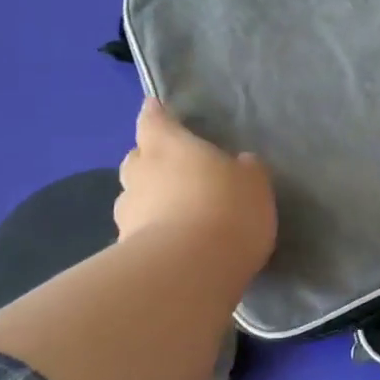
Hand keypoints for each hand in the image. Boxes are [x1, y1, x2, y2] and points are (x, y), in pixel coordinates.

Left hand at [116, 99, 277, 274]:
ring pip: (133, 198)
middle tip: (171, 170)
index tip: (154, 108)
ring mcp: (128, 214)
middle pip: (137, 159)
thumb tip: (238, 164)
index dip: (155, 114)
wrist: (190, 271)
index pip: (154, 121)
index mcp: (169, 146)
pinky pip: (138, 234)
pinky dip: (150, 234)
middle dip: (149, 161)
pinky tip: (172, 247)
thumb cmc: (226, 209)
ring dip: (148, 201)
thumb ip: (243, 170)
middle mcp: (141, 174)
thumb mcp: (253, 183)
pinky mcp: (126, 251)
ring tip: (172, 214)